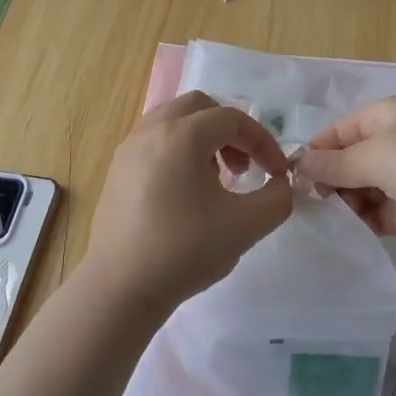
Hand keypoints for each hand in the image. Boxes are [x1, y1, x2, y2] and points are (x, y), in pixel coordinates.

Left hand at [82, 91, 293, 310]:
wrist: (122, 287)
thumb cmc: (186, 250)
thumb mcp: (248, 225)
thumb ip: (277, 198)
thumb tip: (279, 184)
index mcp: (182, 135)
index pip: (233, 119)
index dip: (263, 142)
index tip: (276, 173)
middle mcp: (151, 131)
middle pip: (199, 108)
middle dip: (230, 131)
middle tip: (243, 167)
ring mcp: (128, 150)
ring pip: (173, 122)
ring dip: (203, 139)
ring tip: (215, 179)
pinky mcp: (116, 172)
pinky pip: (154, 142)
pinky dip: (178, 152)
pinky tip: (186, 193)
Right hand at [298, 96, 395, 252]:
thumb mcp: (379, 154)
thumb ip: (335, 162)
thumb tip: (299, 163)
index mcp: (384, 117)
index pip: (335, 133)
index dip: (313, 154)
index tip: (292, 182)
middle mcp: (391, 144)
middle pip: (344, 163)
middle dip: (327, 183)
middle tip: (312, 208)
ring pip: (357, 191)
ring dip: (343, 205)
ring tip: (333, 223)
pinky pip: (375, 214)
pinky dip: (362, 223)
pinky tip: (350, 235)